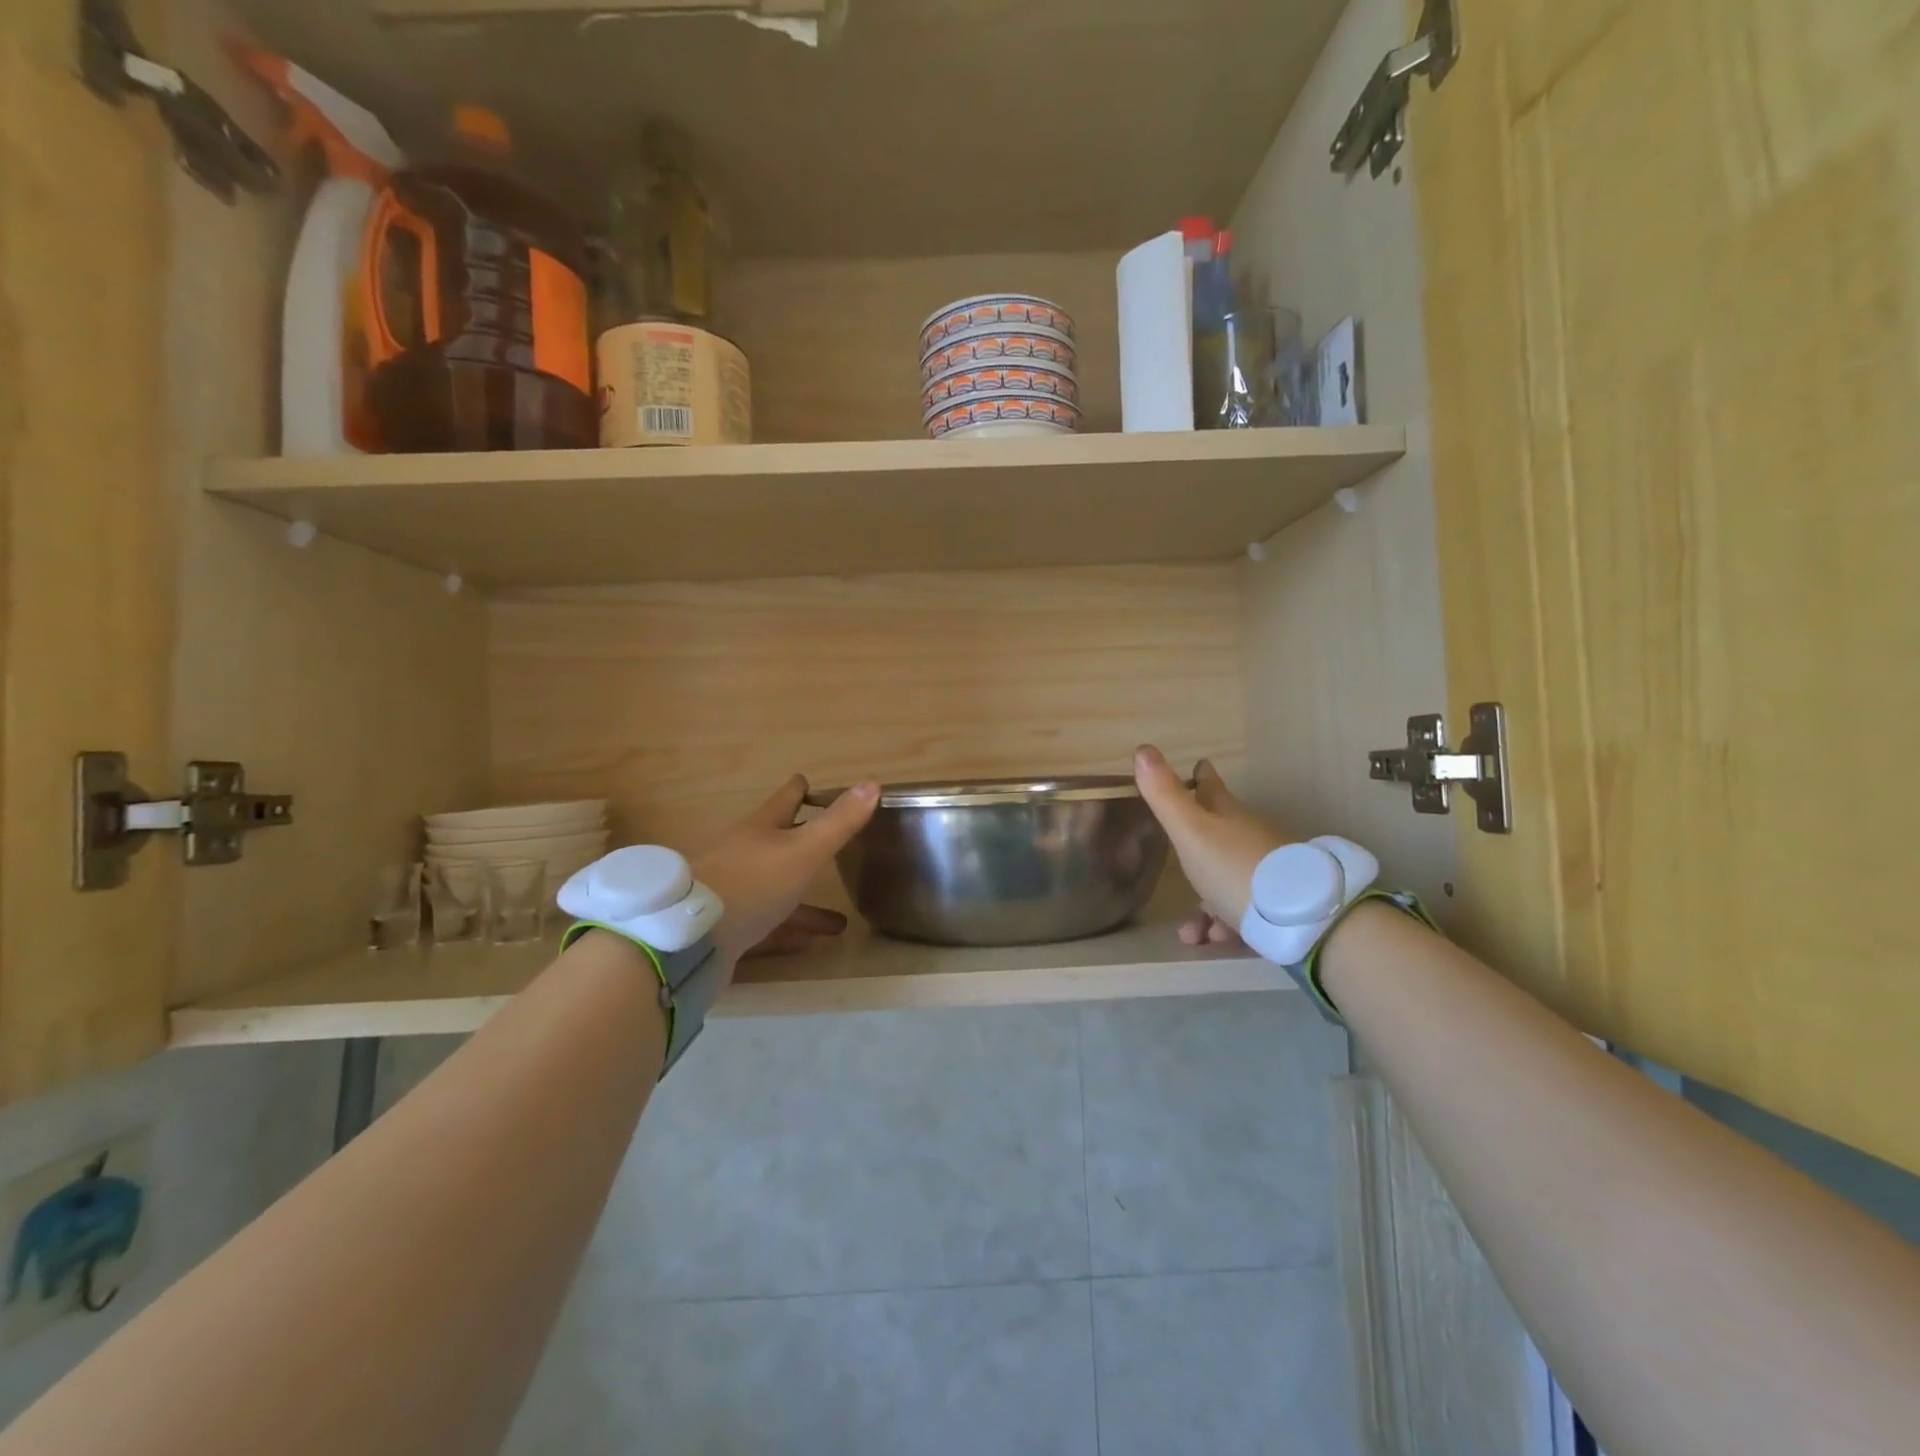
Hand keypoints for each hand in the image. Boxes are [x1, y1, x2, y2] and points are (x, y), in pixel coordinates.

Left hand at [693, 775, 879, 970]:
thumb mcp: (804, 850)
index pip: (783, 801)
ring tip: (838, 922)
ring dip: (804, 902)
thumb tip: (872, 783)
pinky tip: (807, 944)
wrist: (690, 938)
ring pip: (775, 891)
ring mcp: (731, 893)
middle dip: (804, 846)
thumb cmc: (752, 883)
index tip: (805, 780)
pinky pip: (764, 927)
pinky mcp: (725, 929)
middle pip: (778, 845)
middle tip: (829, 847)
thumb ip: (839, 822)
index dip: (798, 790)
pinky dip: (787, 931)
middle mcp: (742, 855)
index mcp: (759, 829)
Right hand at [1133, 746, 1288, 945]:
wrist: (1301, 918)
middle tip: (1176, 857)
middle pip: (1218, 833)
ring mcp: (1267, 870)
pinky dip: (1225, 923)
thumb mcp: (1190, 832)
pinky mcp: (1279, 904)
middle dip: (1195, 846)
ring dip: (1205, 904)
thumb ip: (1165, 795)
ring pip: (1226, 879)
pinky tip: (1213, 940)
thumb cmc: (1233, 868)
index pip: (1211, 786)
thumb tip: (1143, 748)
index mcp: (1227, 814)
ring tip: (1191, 931)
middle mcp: (1248, 837)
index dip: (1201, 776)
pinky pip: (1243, 910)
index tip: (1199, 766)